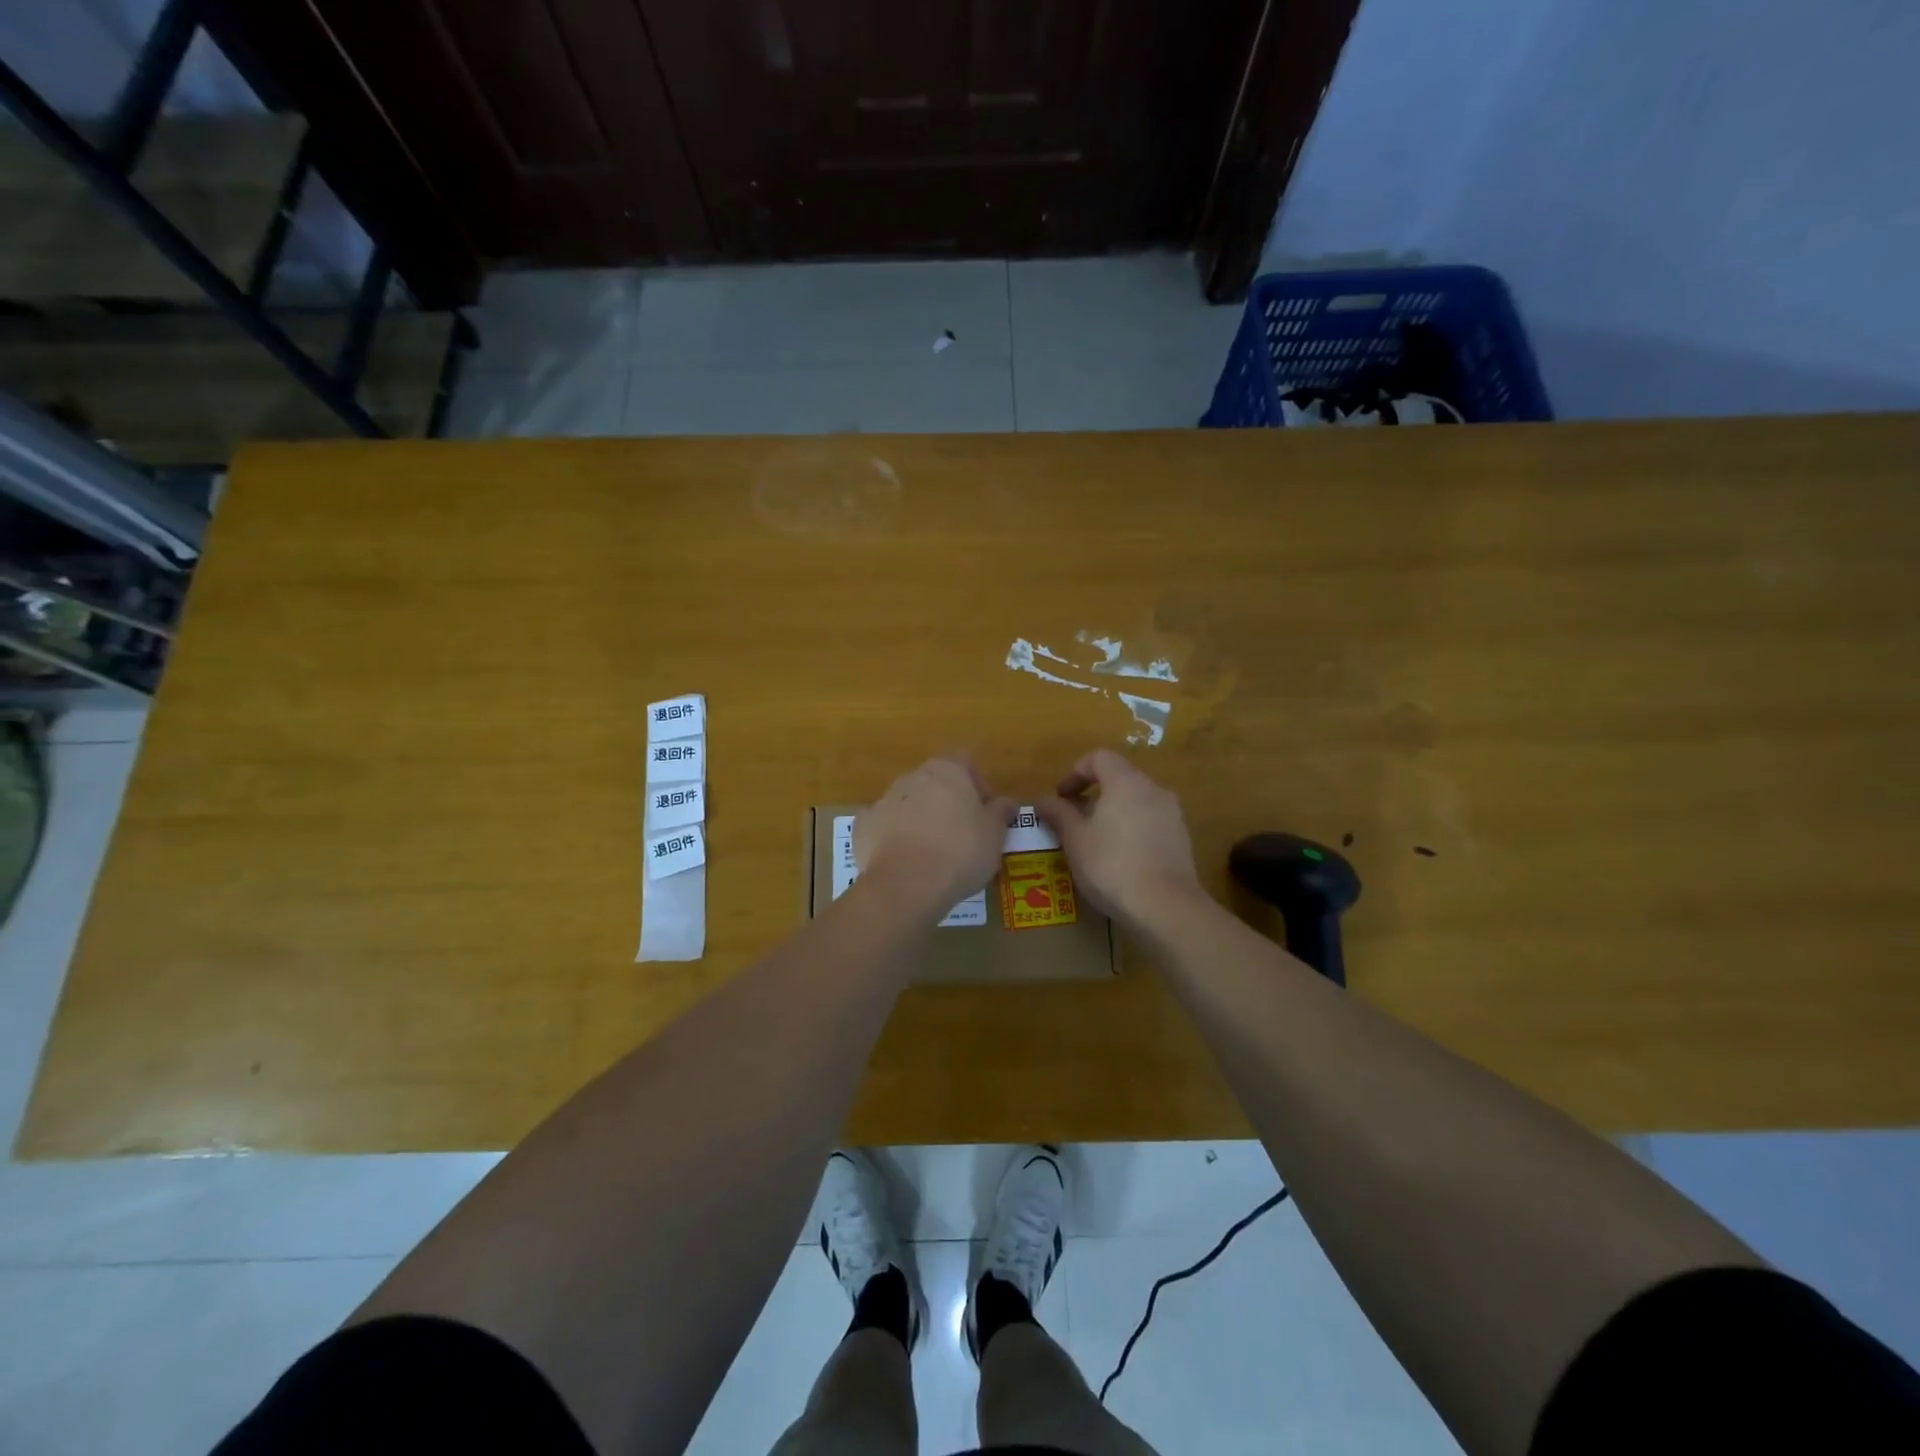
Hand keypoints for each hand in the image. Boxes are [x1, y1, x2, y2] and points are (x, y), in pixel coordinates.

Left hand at [855, 757, 1016, 912]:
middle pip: (934, 781)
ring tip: (932, 851)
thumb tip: (1007, 802)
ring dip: (920, 817)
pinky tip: (904, 861)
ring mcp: (884, 800)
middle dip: (947, 801)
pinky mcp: (863, 826)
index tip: (984, 811)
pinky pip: (884, 825)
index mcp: (946, 770)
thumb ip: (1000, 813)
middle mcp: (912, 777)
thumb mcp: (994, 835)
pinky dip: (893, 837)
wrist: (907, 884)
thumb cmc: (961, 852)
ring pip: (907, 802)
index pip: (965, 761)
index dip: (977, 783)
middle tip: (961, 832)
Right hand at [1036, 750, 1203, 927]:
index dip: (1075, 772)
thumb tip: (1042, 801)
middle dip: (1093, 796)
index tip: (1061, 797)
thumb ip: (1058, 814)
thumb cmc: (1112, 865)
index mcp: (1126, 782)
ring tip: (1095, 842)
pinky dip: (1131, 830)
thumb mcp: (1075, 840)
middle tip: (1073, 821)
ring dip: (1112, 814)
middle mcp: (1154, 790)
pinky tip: (1120, 860)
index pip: (1099, 758)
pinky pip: (1150, 823)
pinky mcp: (1182, 840)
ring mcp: (1172, 815)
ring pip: (1136, 802)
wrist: (1166, 907)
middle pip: (1119, 779)